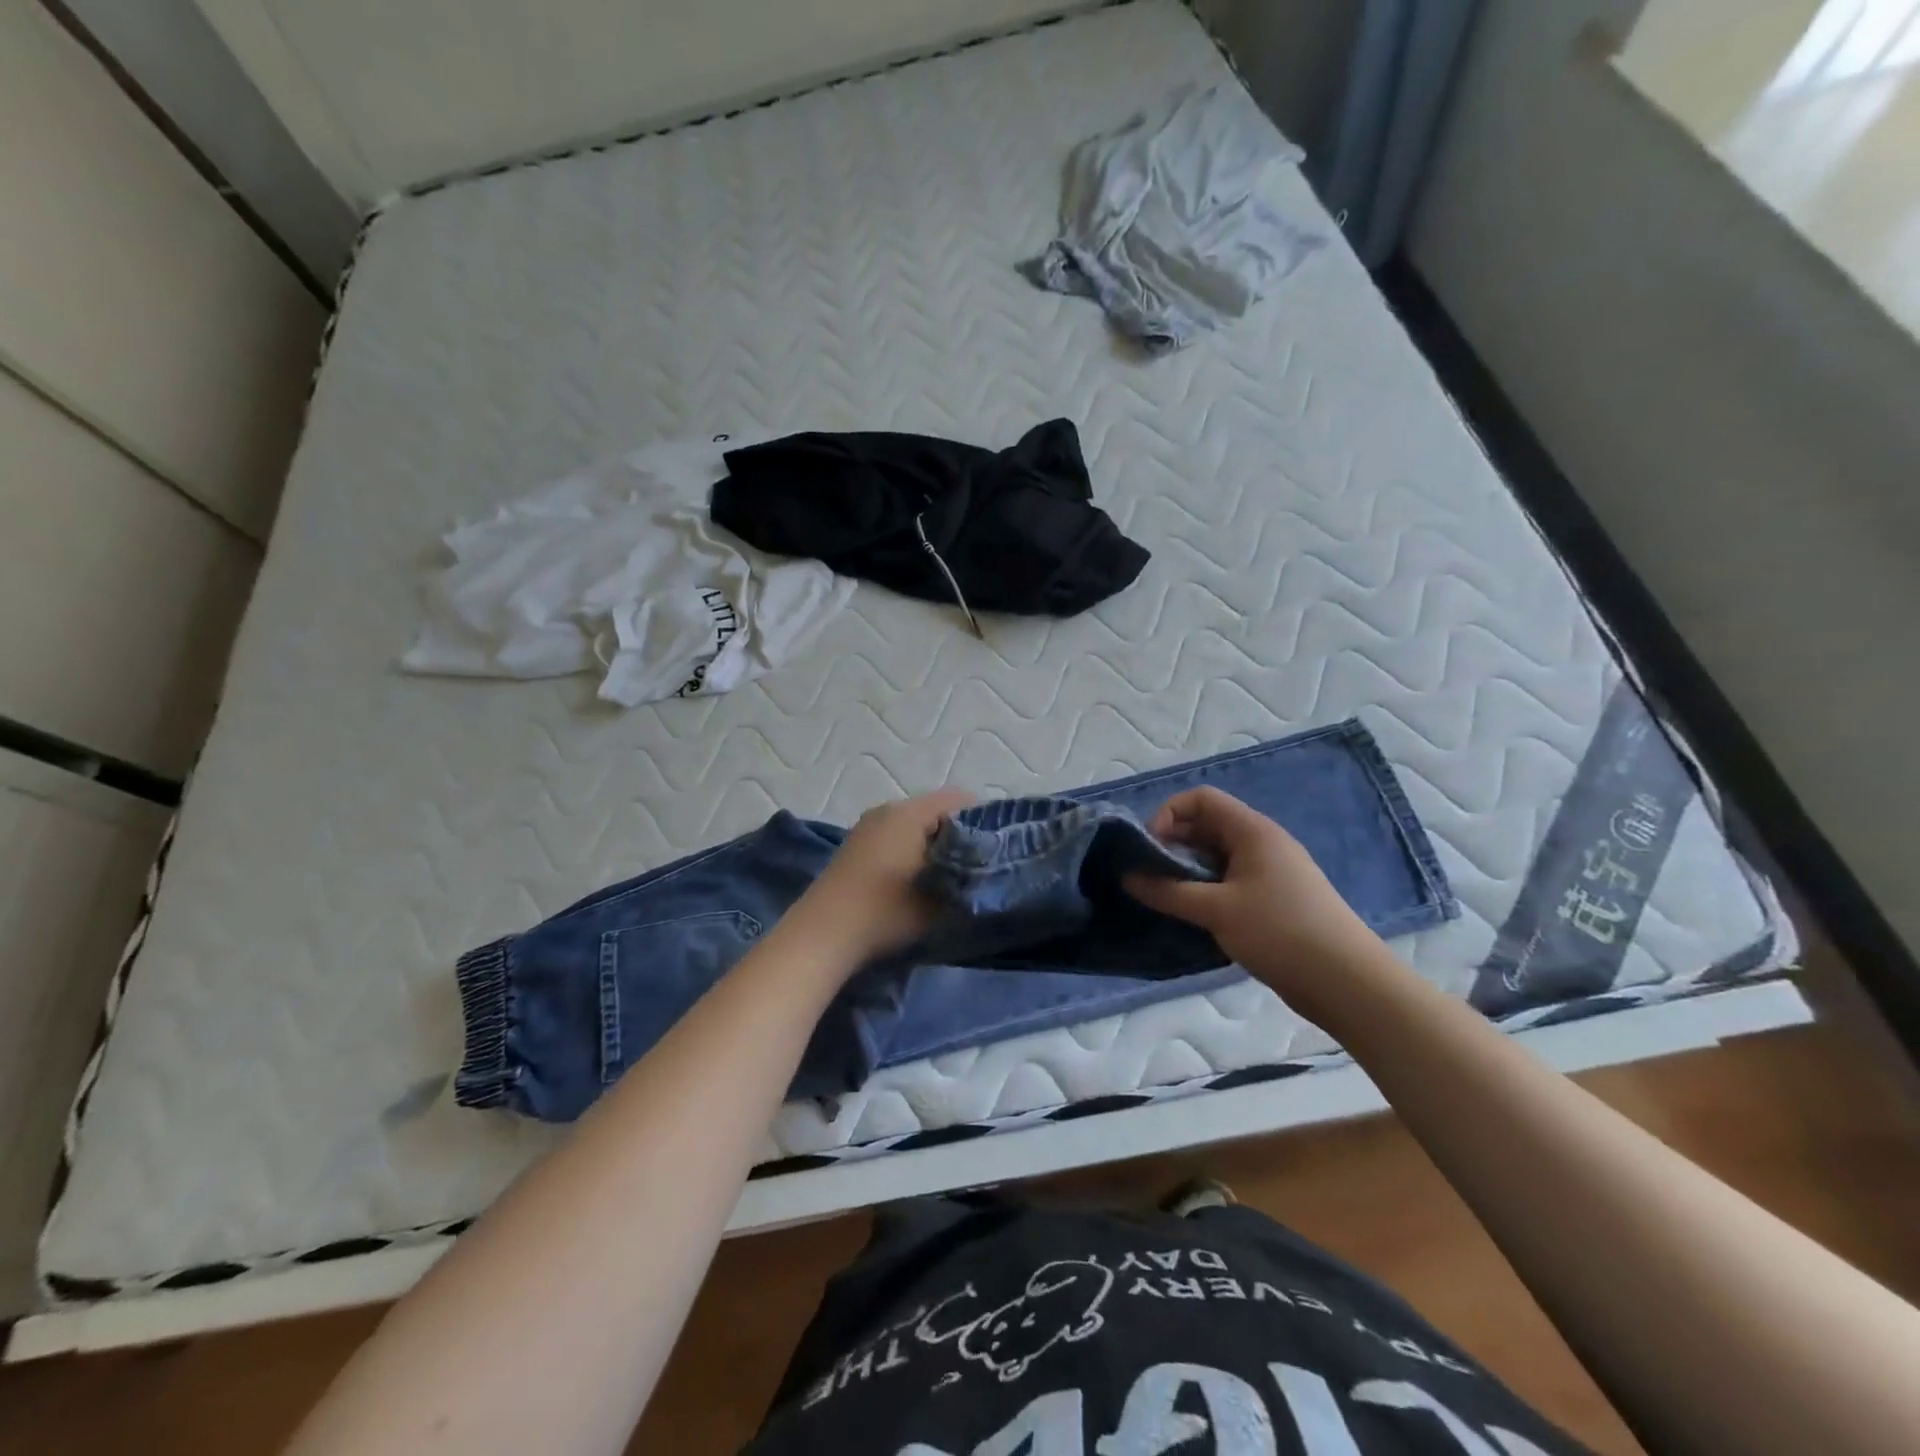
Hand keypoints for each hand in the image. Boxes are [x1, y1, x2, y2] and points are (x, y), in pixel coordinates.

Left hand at [785, 788, 974, 962]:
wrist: (822, 934)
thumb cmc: (885, 911)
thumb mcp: (938, 902)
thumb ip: (968, 883)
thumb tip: (988, 873)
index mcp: (910, 813)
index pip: (960, 800)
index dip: (984, 821)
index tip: (997, 849)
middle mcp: (888, 809)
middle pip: (937, 810)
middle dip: (959, 834)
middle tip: (978, 865)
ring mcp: (868, 825)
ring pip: (915, 824)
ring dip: (934, 844)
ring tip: (950, 875)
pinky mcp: (856, 845)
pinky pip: (896, 835)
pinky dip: (911, 850)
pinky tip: (917, 879)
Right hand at [1124, 787, 1388, 1015]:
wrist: (1347, 982)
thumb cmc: (1280, 932)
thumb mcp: (1216, 910)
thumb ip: (1168, 891)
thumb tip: (1127, 877)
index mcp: (1252, 831)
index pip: (1201, 799)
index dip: (1168, 815)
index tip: (1149, 849)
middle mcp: (1262, 843)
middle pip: (1207, 827)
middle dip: (1173, 846)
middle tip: (1151, 878)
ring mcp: (1271, 872)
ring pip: (1217, 857)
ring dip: (1188, 872)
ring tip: (1167, 899)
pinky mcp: (1275, 900)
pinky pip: (1230, 881)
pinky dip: (1206, 891)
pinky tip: (1194, 917)